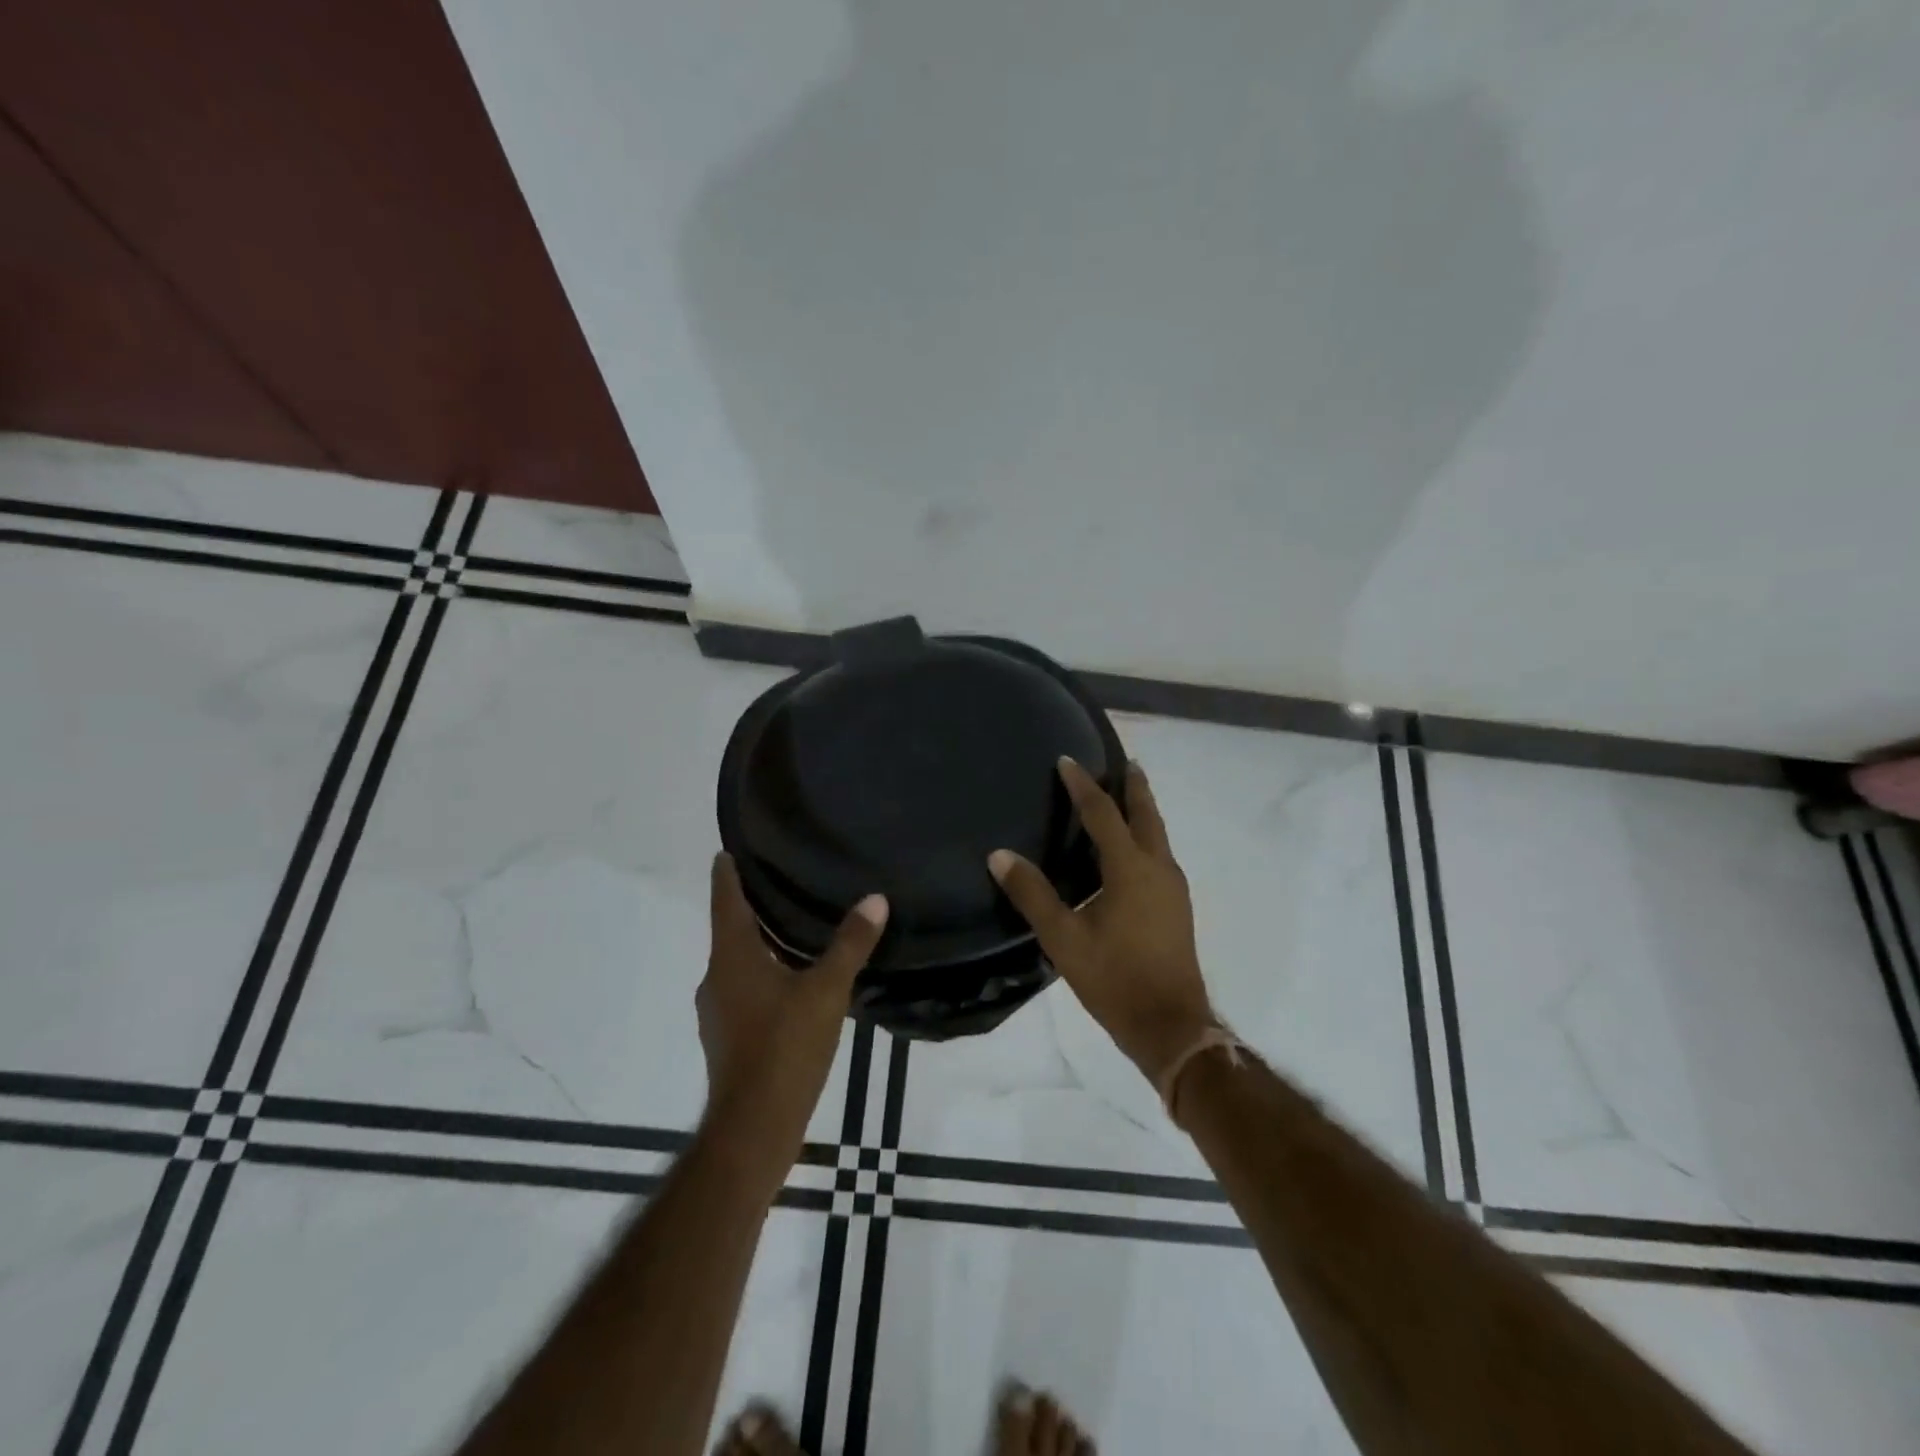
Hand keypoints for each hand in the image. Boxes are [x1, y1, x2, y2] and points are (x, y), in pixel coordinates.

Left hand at [696, 854, 886, 1151]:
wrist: (753, 1128)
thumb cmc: (785, 1047)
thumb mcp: (827, 991)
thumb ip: (850, 945)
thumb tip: (875, 899)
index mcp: (733, 957)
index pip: (725, 902)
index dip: (727, 875)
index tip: (726, 852)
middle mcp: (717, 978)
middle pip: (729, 932)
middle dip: (748, 908)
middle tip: (776, 884)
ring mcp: (717, 1012)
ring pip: (736, 964)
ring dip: (756, 944)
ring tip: (788, 929)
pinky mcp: (726, 1038)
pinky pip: (742, 991)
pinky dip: (761, 976)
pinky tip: (789, 983)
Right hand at [989, 758, 1215, 1081]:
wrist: (1172, 1025)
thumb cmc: (1115, 979)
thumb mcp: (1064, 938)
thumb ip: (1032, 894)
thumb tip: (999, 855)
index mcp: (1130, 869)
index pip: (1103, 814)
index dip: (1083, 785)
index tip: (1067, 760)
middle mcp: (1158, 868)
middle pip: (1146, 814)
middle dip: (1133, 786)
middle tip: (1123, 761)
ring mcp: (1173, 887)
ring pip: (1158, 834)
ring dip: (1142, 810)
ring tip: (1127, 795)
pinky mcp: (1177, 906)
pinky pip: (1160, 854)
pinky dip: (1146, 836)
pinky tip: (1132, 850)